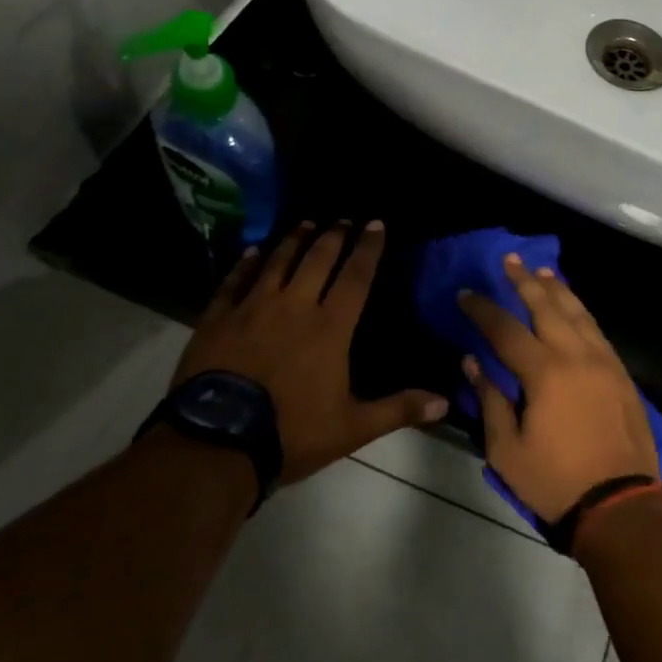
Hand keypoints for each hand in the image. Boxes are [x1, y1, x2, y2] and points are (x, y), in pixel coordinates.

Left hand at [173, 221, 446, 482]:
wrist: (216, 442)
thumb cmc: (291, 432)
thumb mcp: (353, 428)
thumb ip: (398, 409)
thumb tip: (445, 403)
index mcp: (330, 327)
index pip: (356, 277)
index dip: (368, 248)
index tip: (376, 223)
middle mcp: (294, 306)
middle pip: (317, 260)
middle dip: (333, 236)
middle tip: (342, 219)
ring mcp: (252, 308)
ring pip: (277, 262)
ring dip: (294, 241)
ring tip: (305, 224)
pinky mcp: (217, 319)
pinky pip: (234, 281)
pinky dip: (245, 264)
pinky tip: (251, 252)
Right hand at [458, 255, 659, 521]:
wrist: (620, 504)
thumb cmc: (555, 481)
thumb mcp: (507, 450)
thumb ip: (490, 400)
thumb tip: (473, 361)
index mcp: (545, 372)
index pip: (506, 329)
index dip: (483, 310)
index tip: (466, 293)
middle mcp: (576, 355)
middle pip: (547, 307)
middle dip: (525, 282)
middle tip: (510, 261)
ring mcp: (604, 362)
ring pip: (578, 313)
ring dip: (558, 290)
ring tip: (543, 272)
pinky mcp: (621, 374)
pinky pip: (597, 330)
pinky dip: (582, 312)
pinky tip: (574, 307)